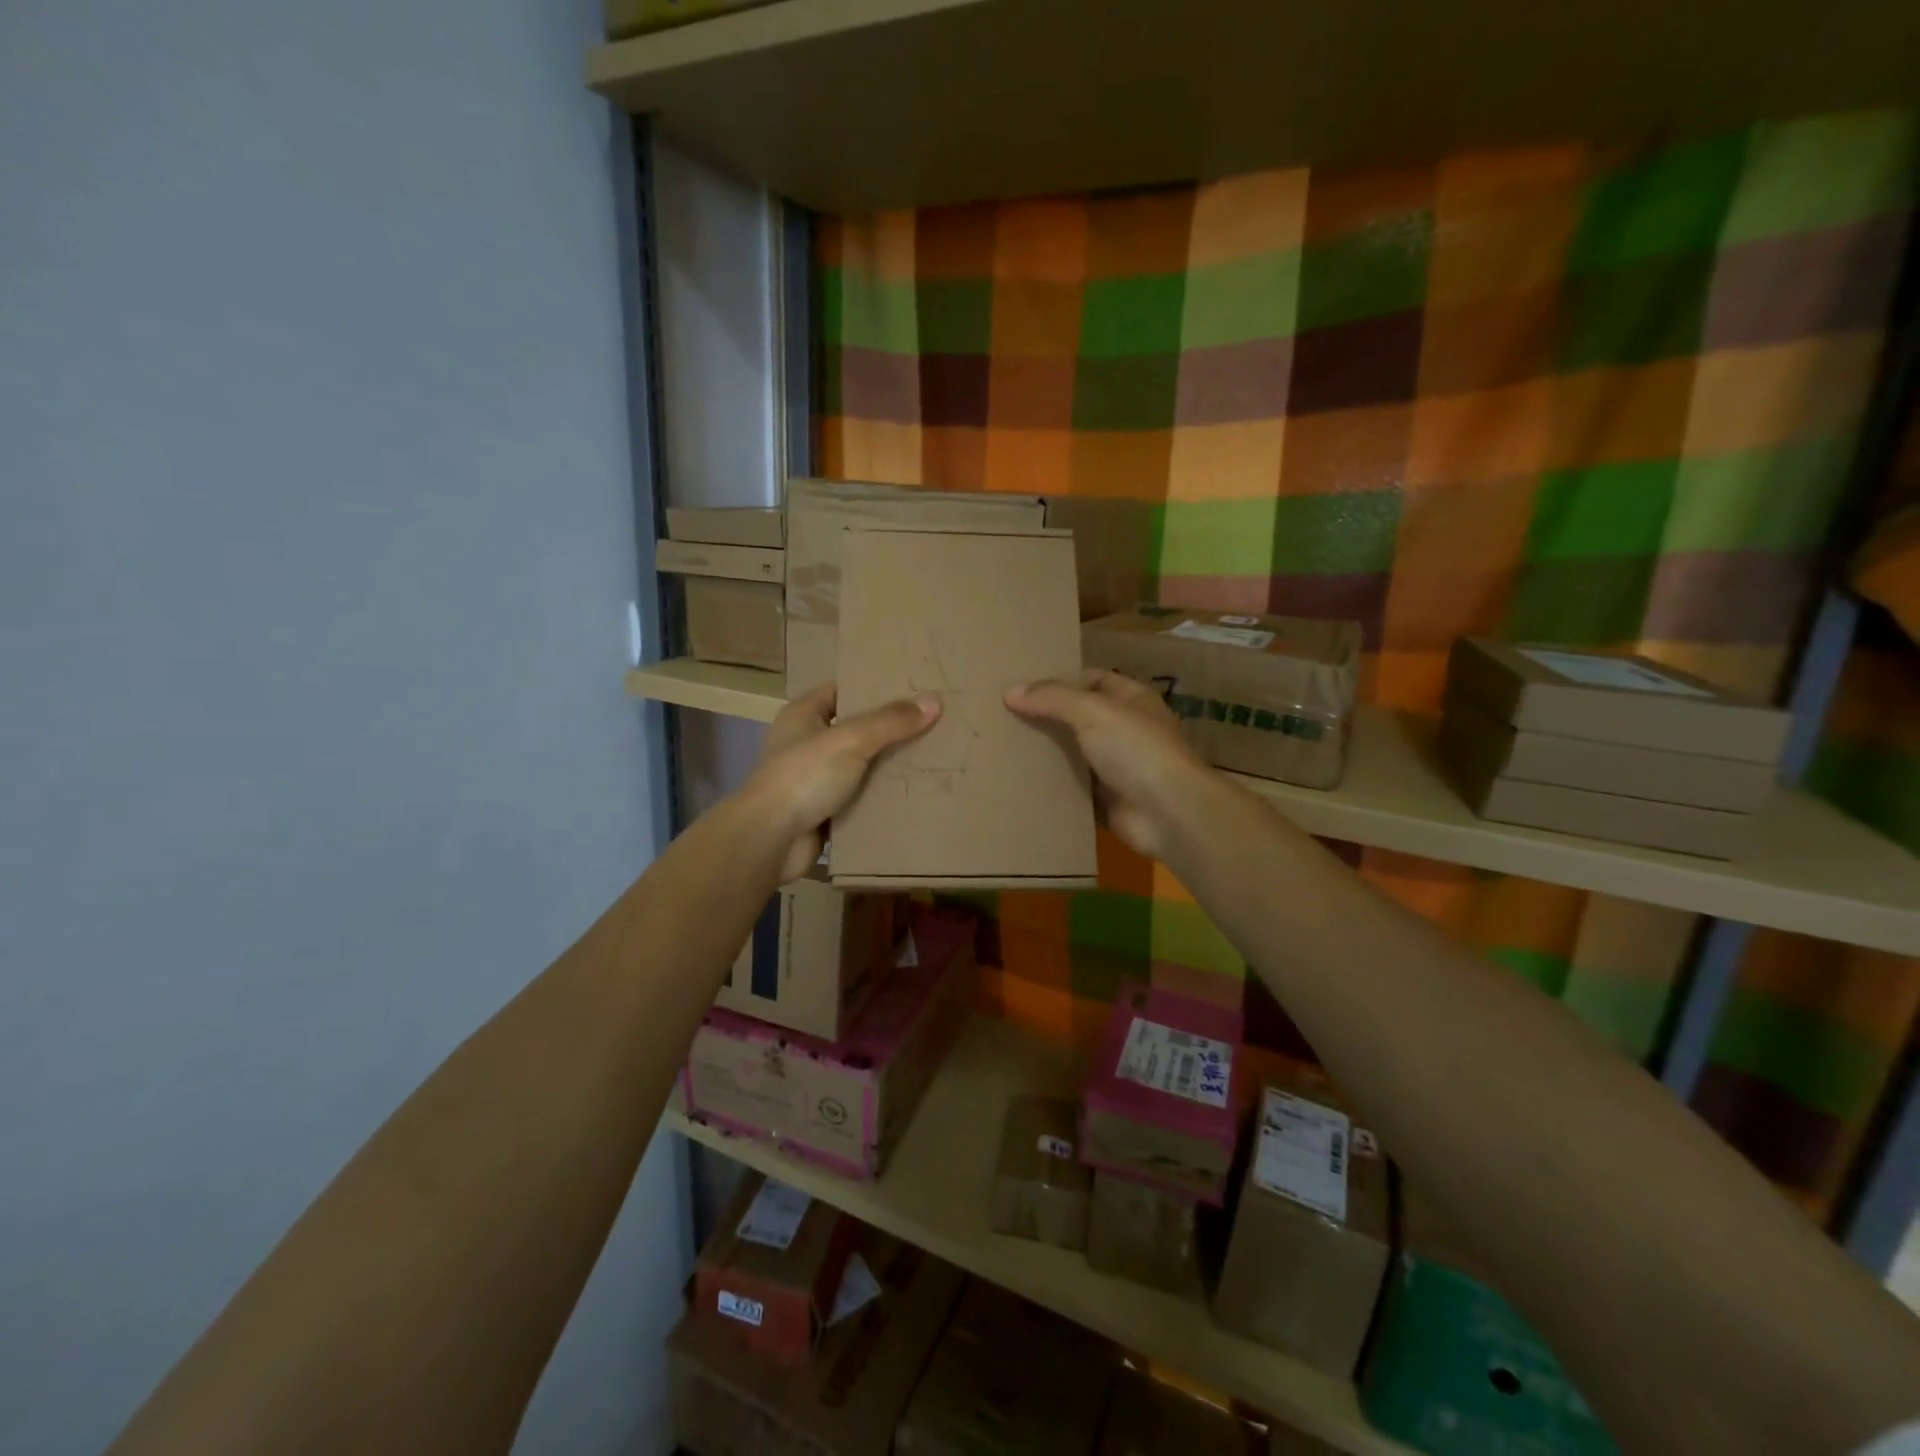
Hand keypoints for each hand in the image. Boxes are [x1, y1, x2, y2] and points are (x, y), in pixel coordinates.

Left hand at [740, 684, 940, 881]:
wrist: (770, 840)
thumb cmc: (804, 776)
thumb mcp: (851, 740)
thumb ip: (891, 722)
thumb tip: (934, 702)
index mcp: (803, 716)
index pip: (842, 691)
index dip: (874, 689)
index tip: (912, 689)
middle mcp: (806, 744)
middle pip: (856, 730)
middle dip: (890, 730)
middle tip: (932, 724)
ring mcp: (814, 781)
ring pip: (860, 768)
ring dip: (889, 768)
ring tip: (931, 758)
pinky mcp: (823, 813)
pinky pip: (859, 800)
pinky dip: (880, 800)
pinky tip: (913, 795)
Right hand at [1005, 669, 1213, 860]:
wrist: (1168, 813)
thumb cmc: (1135, 749)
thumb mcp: (1092, 710)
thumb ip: (1052, 698)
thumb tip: (1010, 692)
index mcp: (1130, 700)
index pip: (1090, 679)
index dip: (1058, 680)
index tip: (1020, 686)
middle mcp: (1125, 730)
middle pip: (1078, 718)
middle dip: (1045, 718)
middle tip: (1002, 718)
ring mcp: (1117, 768)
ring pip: (1073, 756)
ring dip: (1046, 755)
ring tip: (1003, 749)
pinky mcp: (1107, 801)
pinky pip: (1073, 790)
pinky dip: (1052, 789)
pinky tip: (1020, 783)